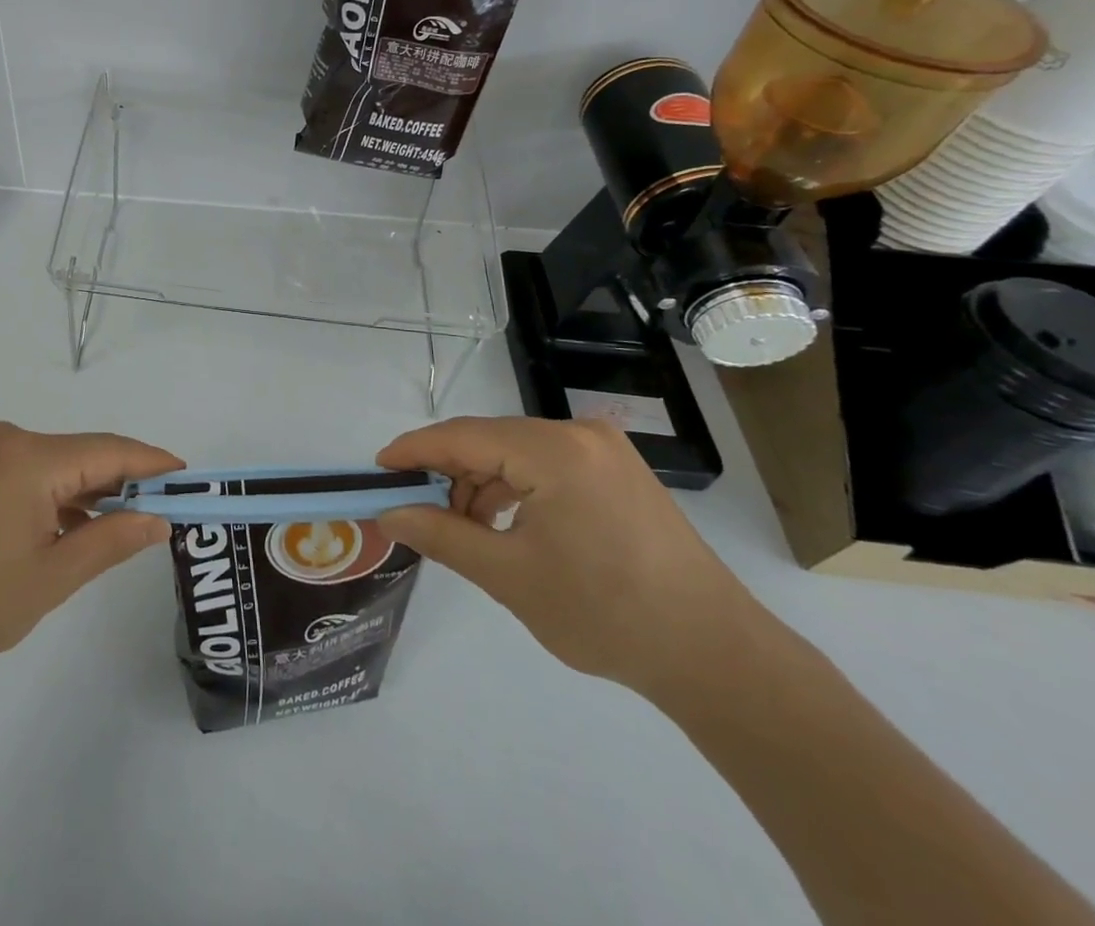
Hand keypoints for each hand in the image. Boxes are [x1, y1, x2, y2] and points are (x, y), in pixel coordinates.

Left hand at [0, 422, 183, 692]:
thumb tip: (158, 521)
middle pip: (83, 454)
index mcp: (32, 457)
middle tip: (162, 512)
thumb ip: (111, 541)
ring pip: (57, 464)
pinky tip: (70, 528)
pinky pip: (30, 473)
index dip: (152, 463)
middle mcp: (10, 440)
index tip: (187, 475)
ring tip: (121, 527)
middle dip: (122, 482)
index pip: (110, 451)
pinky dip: (56, 496)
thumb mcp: (52, 576)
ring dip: (88, 492)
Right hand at [376, 417, 768, 698]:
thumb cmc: (606, 614)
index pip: (462, 437)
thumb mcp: (509, 576)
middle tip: (415, 509)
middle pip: (488, 441)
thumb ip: (441, 535)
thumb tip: (389, 514)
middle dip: (447, 474)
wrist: (718, 659)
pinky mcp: (618, 472)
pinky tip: (505, 526)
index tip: (376, 471)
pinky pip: (545, 465)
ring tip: (462, 529)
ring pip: (515, 453)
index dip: (413, 451)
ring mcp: (604, 450)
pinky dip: (515, 489)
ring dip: (480, 484)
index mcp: (553, 451)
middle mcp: (579, 435)